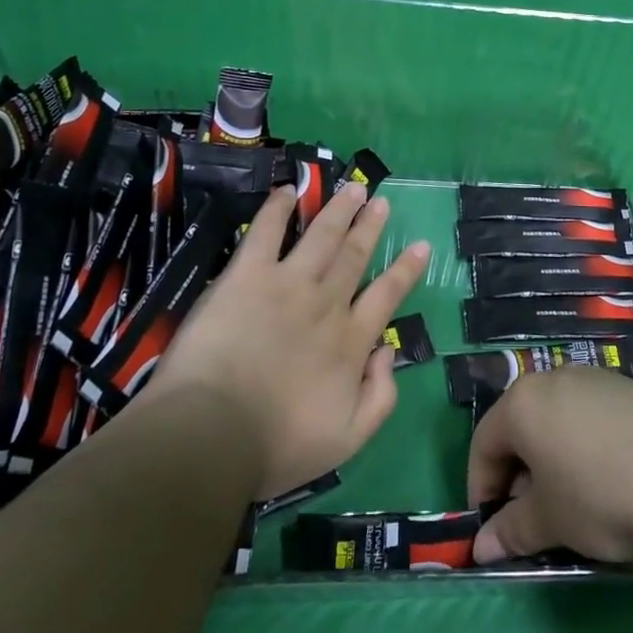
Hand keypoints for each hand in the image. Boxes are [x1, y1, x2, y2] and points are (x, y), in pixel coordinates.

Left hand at [137, 181, 429, 497]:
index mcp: (350, 341)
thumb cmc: (276, 445)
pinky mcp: (246, 276)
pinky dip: (277, 209)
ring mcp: (287, 284)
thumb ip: (380, 398)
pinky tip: (287, 191)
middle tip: (381, 200)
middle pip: (355, 256)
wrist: (211, 434)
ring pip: (321, 236)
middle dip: (370, 226)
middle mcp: (326, 303)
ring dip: (338, 209)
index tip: (420, 245)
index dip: (405, 270)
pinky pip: (265, 233)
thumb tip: (388, 355)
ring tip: (352, 187)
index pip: (387, 296)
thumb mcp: (347, 440)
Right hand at [467, 366, 632, 565]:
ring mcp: (598, 380)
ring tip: (575, 506)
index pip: (483, 442)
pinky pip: (592, 419)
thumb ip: (511, 531)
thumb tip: (482, 547)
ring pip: (558, 422)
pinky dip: (586, 449)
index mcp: (523, 402)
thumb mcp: (551, 522)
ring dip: (553, 463)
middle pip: (521, 427)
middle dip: (518, 476)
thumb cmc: (603, 496)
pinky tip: (611, 484)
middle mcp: (555, 379)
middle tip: (533, 522)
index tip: (493, 530)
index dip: (481, 489)